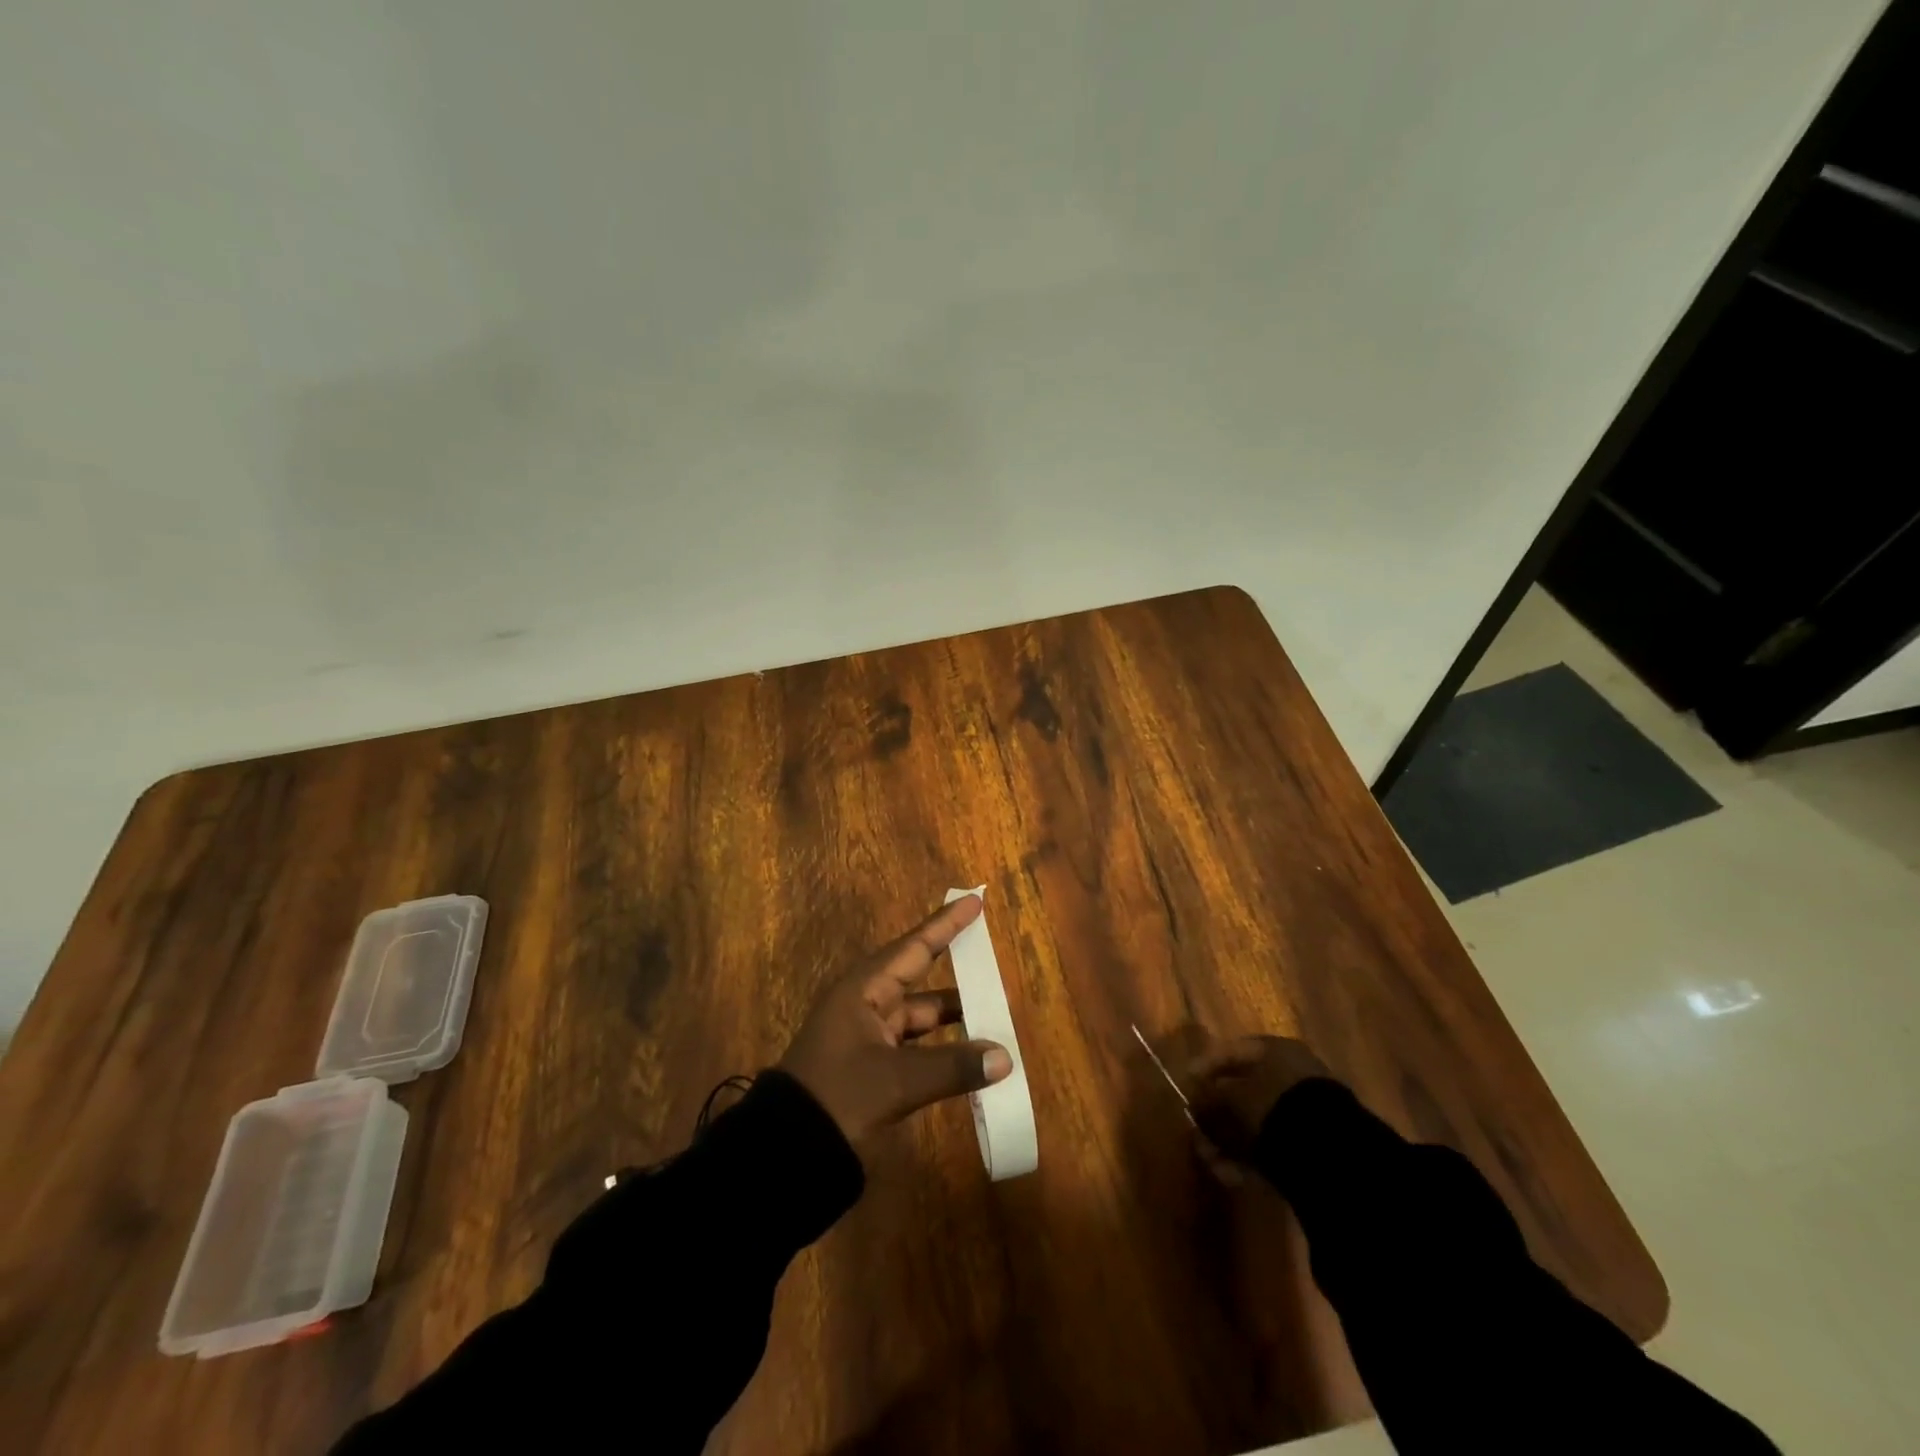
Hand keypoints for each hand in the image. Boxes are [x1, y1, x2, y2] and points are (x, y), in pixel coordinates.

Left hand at [780, 895, 1012, 1149]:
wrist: (786, 1150)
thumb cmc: (838, 1096)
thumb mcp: (896, 1080)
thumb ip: (952, 1067)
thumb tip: (1005, 1057)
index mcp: (865, 989)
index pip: (915, 947)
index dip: (946, 925)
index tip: (974, 901)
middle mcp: (867, 1004)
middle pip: (921, 981)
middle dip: (959, 976)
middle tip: (995, 967)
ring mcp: (868, 1037)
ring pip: (921, 1017)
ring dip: (954, 1020)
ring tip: (995, 1018)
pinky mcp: (871, 1067)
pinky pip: (916, 1047)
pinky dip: (942, 1049)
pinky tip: (969, 1058)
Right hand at [1187, 1034, 1329, 1180]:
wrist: (1330, 1154)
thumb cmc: (1273, 1108)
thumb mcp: (1232, 1099)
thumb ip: (1208, 1099)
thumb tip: (1193, 1103)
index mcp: (1275, 1049)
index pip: (1231, 1051)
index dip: (1204, 1067)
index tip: (1185, 1085)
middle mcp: (1291, 1073)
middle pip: (1243, 1089)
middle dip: (1216, 1112)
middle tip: (1196, 1129)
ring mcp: (1304, 1109)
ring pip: (1255, 1120)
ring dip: (1229, 1137)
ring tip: (1209, 1158)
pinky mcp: (1312, 1144)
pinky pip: (1271, 1143)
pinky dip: (1249, 1155)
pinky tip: (1231, 1172)